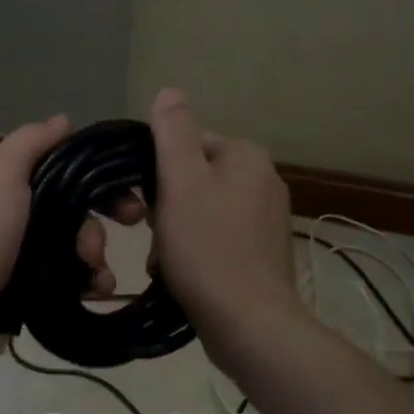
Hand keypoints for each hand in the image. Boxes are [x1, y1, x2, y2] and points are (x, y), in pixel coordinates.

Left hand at [0, 115, 121, 328]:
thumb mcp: (0, 172)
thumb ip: (32, 143)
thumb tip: (63, 120)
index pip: (54, 167)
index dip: (92, 179)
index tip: (126, 196)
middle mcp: (2, 213)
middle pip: (66, 210)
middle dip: (93, 225)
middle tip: (113, 241)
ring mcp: (9, 254)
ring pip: (66, 247)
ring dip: (92, 257)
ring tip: (98, 276)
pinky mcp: (17, 290)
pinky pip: (59, 279)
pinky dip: (80, 282)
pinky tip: (94, 291)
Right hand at [145, 88, 303, 359]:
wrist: (249, 323)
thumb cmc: (207, 247)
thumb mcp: (180, 182)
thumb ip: (172, 133)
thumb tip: (170, 91)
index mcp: (246, 155)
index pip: (187, 143)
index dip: (158, 172)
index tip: (145, 204)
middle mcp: (264, 179)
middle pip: (194, 178)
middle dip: (167, 206)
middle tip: (154, 235)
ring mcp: (268, 218)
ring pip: (203, 210)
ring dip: (176, 231)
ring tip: (166, 261)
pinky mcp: (264, 251)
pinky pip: (218, 237)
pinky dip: (198, 251)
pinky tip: (185, 274)